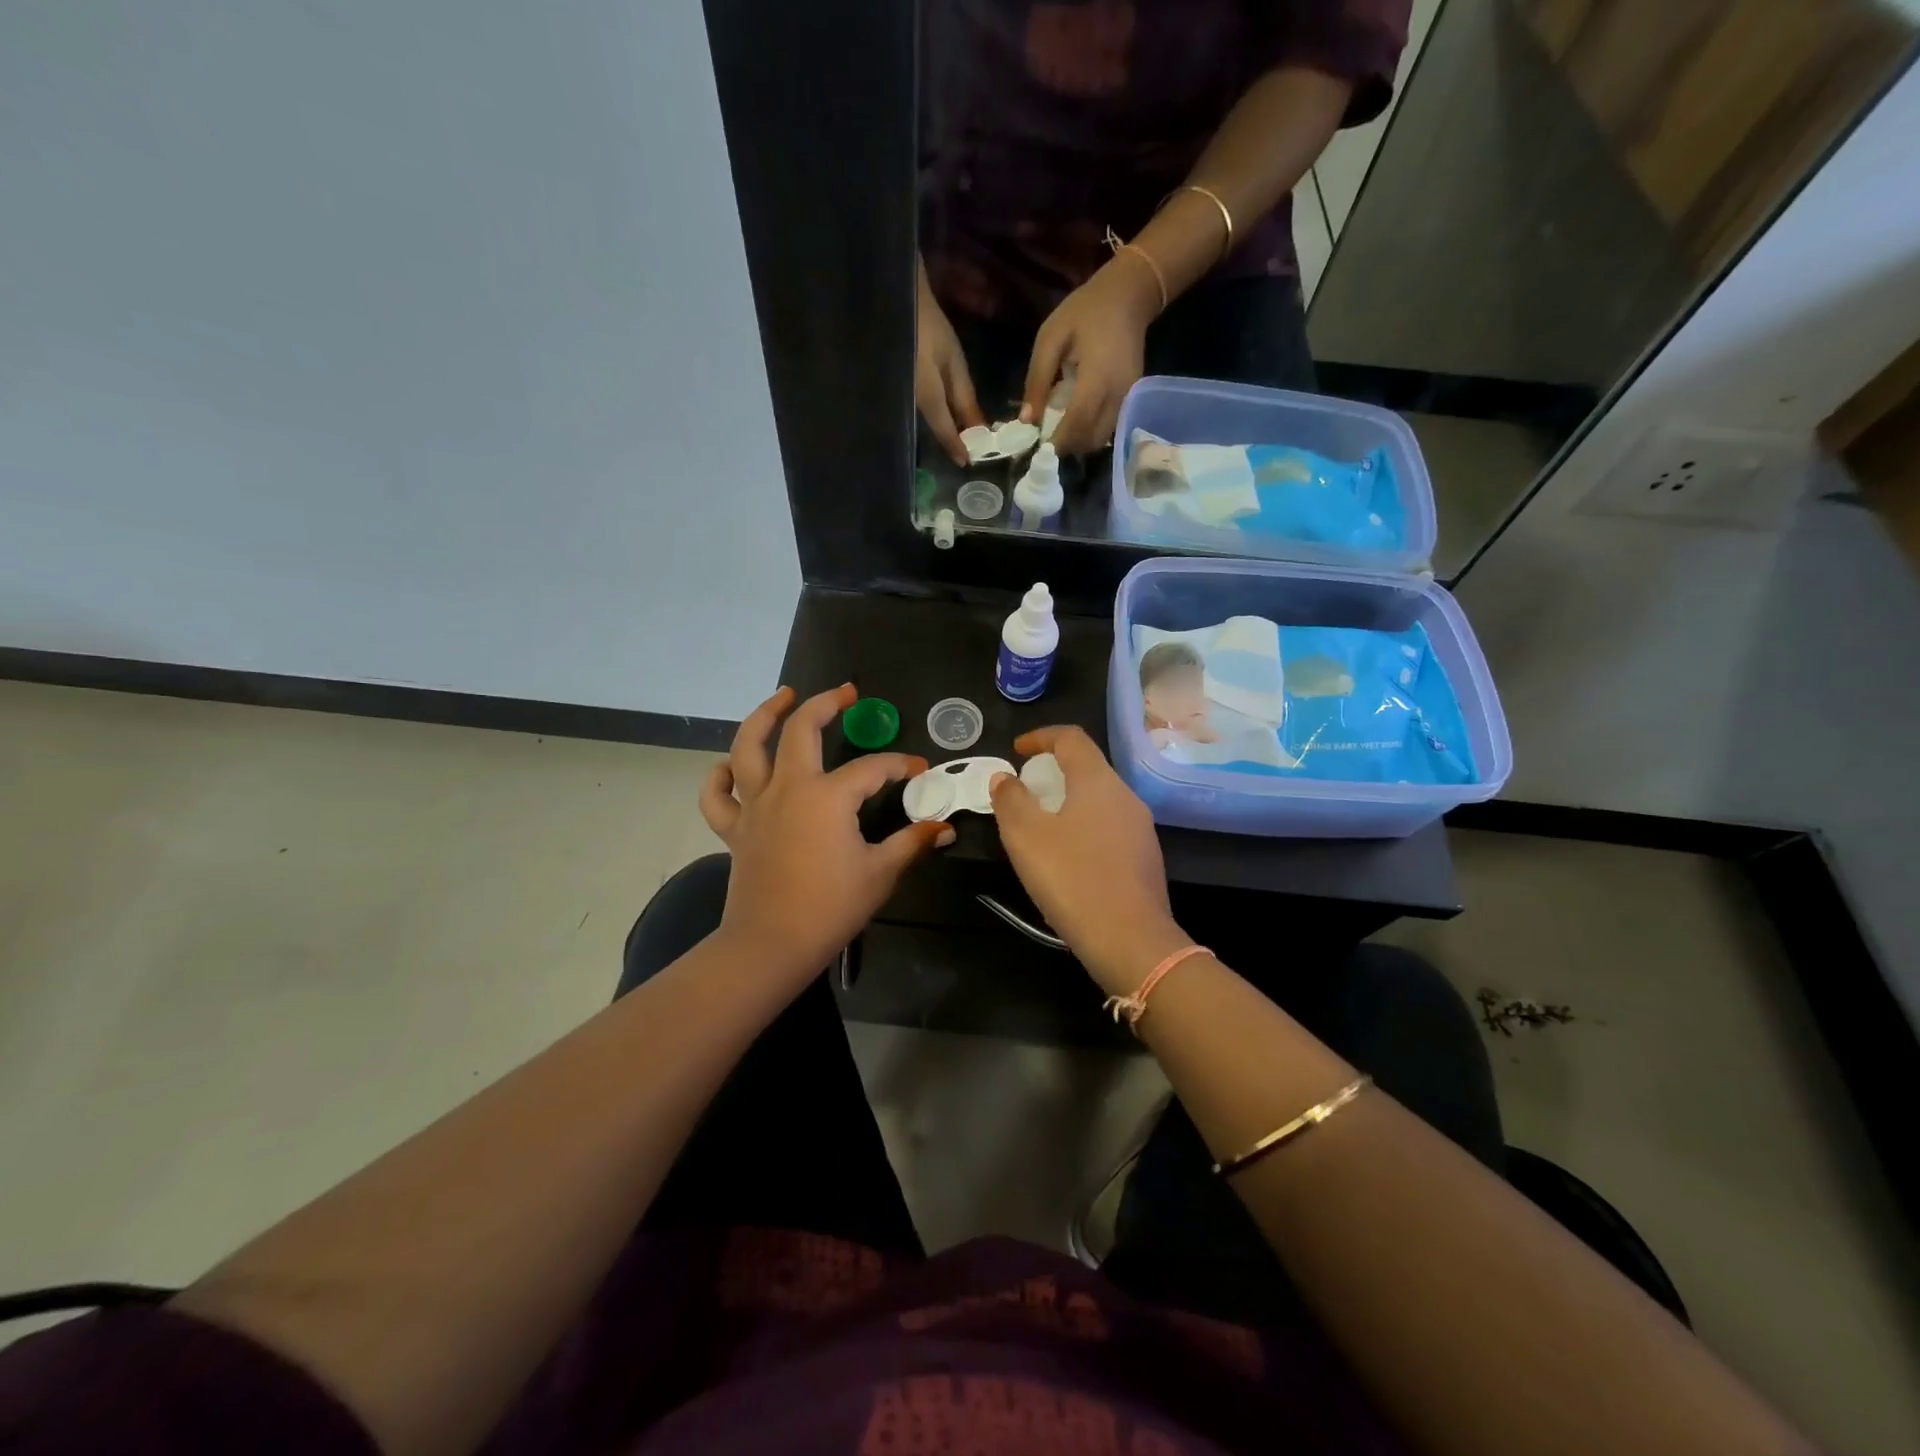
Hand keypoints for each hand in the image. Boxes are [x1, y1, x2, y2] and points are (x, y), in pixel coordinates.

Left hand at [701, 684, 953, 992]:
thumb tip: (944, 827)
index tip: (918, 769)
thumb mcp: (881, 873)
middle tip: (846, 693)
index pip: (872, 769)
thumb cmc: (830, 908)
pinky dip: (720, 776)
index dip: (899, 765)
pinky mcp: (735, 829)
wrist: (771, 945)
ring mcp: (755, 806)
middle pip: (801, 730)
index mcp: (828, 796)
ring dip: (765, 716)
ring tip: (782, 697)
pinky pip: (717, 795)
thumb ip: (912, 843)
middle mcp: (788, 788)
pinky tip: (730, 765)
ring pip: (748, 747)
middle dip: (825, 704)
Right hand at [917, 270, 984, 466]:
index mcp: (927, 397)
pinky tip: (944, 413)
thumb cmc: (930, 327)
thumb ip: (965, 397)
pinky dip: (934, 414)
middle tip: (968, 449)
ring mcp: (902, 397)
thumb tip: (979, 428)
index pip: (944, 431)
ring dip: (943, 427)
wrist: (897, 302)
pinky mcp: (898, 390)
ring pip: (926, 420)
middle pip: (934, 428)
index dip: (956, 448)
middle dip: (951, 440)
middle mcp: (911, 403)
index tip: (966, 463)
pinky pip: (919, 408)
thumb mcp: (953, 362)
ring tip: (960, 432)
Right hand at [988, 726, 1190, 996]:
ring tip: (1042, 825)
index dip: (1041, 736)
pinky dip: (1085, 827)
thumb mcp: (1025, 837)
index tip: (1017, 750)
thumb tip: (1005, 777)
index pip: (1071, 738)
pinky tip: (1069, 858)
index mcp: (1098, 781)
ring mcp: (1141, 828)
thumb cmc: (1072, 878)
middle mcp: (1126, 796)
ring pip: (1101, 799)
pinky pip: (1110, 828)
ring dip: (1070, 801)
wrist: (1131, 940)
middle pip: (1089, 767)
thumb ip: (1010, 799)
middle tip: (1026, 791)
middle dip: (1054, 771)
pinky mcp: (1146, 859)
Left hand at [1020, 256, 1159, 456]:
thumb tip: (1026, 420)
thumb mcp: (1050, 338)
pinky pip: (1110, 427)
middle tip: (1047, 440)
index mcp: (1097, 377)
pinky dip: (1091, 431)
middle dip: (1068, 446)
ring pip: (1102, 438)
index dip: (1057, 442)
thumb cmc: (1085, 311)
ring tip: (1060, 429)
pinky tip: (1076, 418)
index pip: (1077, 424)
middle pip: (1091, 439)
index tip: (1038, 449)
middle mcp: (1118, 394)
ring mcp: (1128, 398)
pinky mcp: (1131, 398)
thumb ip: (1037, 380)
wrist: (1128, 295)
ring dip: (1079, 441)